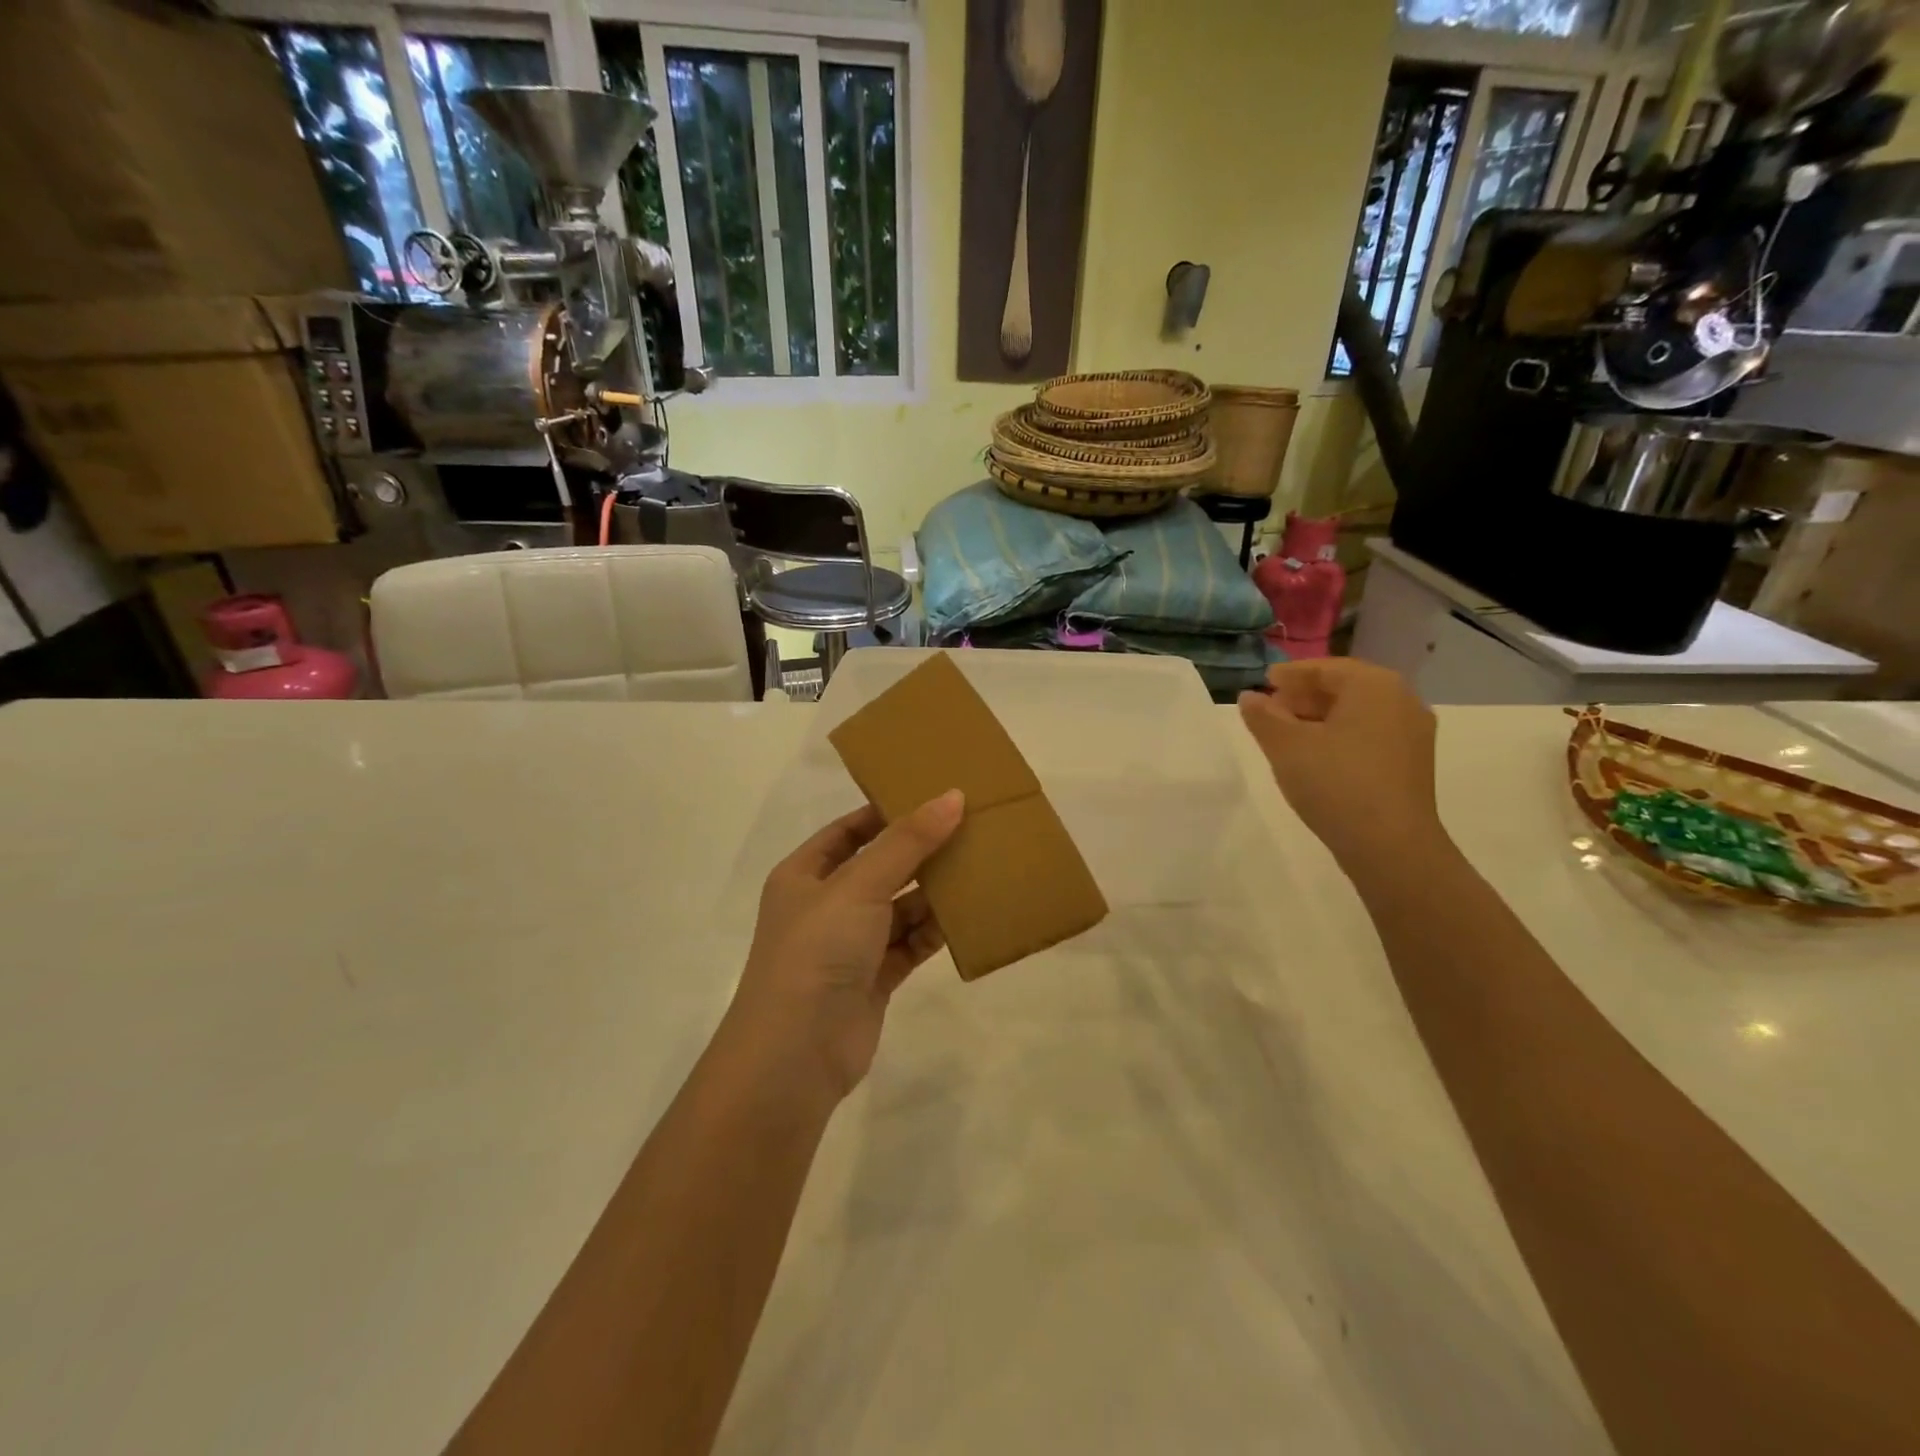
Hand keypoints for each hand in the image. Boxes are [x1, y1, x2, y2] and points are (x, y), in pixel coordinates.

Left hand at [730, 792, 965, 1098]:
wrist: (795, 1055)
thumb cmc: (817, 951)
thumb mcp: (859, 885)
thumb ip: (907, 842)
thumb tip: (952, 797)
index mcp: (804, 875)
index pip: (848, 831)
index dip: (885, 813)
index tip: (931, 796)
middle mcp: (825, 906)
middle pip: (879, 867)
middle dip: (919, 852)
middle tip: (969, 828)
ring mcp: (849, 944)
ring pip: (899, 907)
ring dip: (933, 892)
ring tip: (980, 866)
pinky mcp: (874, 978)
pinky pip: (910, 943)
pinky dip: (935, 931)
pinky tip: (971, 915)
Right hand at [1238, 659, 1447, 872]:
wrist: (1390, 845)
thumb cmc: (1335, 783)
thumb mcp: (1286, 746)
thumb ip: (1263, 716)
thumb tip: (1249, 697)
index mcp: (1374, 685)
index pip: (1325, 668)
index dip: (1291, 674)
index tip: (1264, 682)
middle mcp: (1401, 700)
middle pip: (1345, 688)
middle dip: (1305, 696)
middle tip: (1271, 709)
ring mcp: (1412, 733)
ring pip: (1358, 713)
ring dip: (1320, 717)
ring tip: (1287, 735)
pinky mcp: (1412, 763)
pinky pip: (1370, 734)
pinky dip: (1340, 735)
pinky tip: (1316, 756)